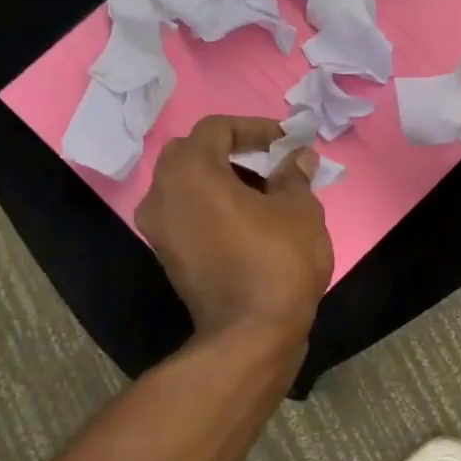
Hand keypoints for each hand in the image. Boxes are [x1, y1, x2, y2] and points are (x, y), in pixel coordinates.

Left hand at [137, 117, 332, 342]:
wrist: (252, 332)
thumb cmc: (279, 260)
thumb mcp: (300, 210)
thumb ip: (294, 175)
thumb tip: (298, 157)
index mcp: (191, 173)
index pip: (217, 129)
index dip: (255, 128)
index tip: (287, 142)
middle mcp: (162, 194)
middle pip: (195, 154)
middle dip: (235, 152)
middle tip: (274, 164)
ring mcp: (159, 229)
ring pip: (189, 186)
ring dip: (225, 180)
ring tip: (269, 195)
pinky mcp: (168, 256)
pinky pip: (189, 214)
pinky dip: (215, 206)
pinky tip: (252, 222)